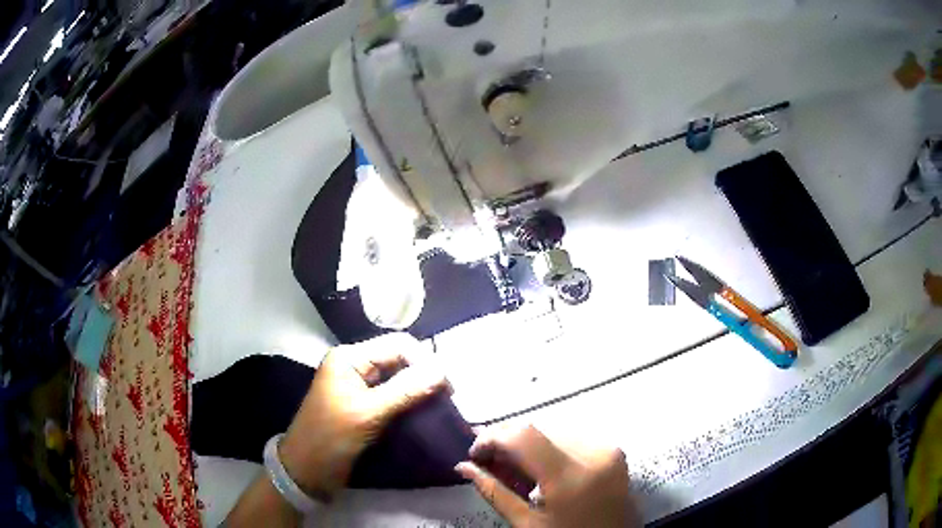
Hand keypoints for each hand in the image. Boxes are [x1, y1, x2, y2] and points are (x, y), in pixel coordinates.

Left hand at [278, 334, 450, 498]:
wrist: (308, 470)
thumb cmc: (331, 437)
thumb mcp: (368, 413)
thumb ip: (405, 390)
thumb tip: (443, 371)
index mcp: (350, 358)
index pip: (397, 345)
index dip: (425, 361)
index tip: (449, 388)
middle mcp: (356, 366)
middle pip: (399, 359)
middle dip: (425, 374)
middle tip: (449, 398)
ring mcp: (360, 386)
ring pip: (399, 378)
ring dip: (420, 389)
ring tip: (442, 405)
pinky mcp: (365, 405)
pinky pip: (394, 395)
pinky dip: (411, 402)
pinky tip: (427, 412)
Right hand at [456, 425, 639, 527]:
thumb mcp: (527, 524)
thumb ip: (495, 492)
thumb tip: (463, 467)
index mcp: (571, 477)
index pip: (523, 436)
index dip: (491, 438)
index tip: (473, 454)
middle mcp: (594, 453)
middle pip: (538, 429)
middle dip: (507, 440)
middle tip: (487, 461)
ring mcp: (608, 449)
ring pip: (553, 430)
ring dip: (527, 443)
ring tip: (512, 467)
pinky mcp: (615, 451)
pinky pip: (572, 438)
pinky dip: (549, 447)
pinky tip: (539, 466)